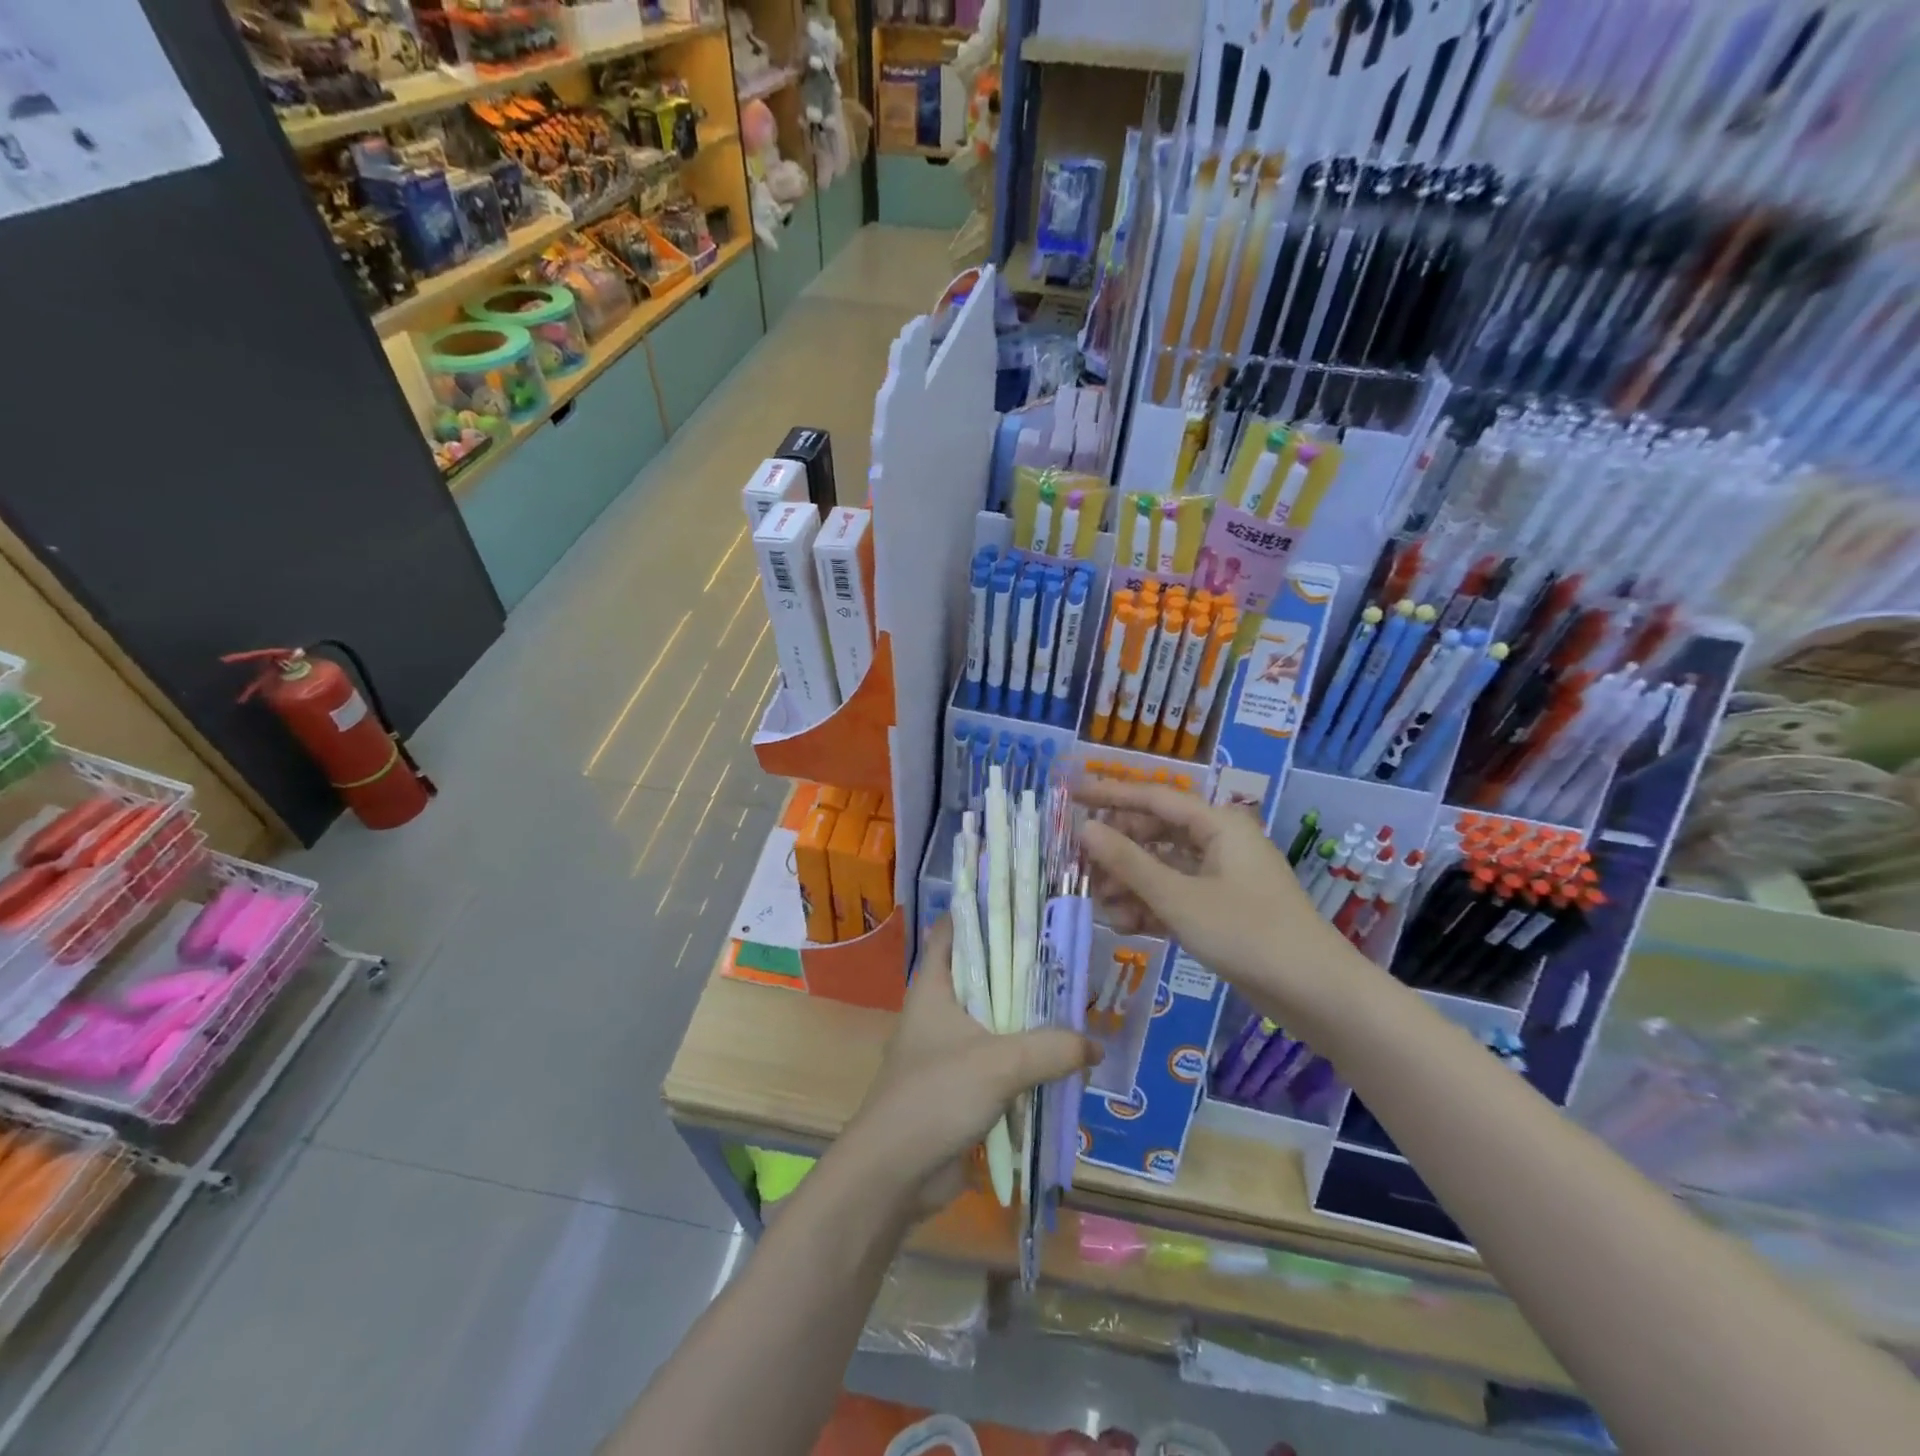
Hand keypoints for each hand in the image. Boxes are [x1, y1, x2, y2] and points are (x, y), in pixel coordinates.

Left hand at [849, 920, 1101, 1215]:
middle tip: (1068, 957)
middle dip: (1023, 968)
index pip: (954, 930)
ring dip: (1028, 1018)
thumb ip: (1051, 1049)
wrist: (896, 1173)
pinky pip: (1000, 1060)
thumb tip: (1094, 1045)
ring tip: (1074, 1003)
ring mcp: (949, 1048)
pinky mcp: (961, 1085)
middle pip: (983, 974)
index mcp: (934, 986)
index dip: (984, 912)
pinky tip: (1061, 1059)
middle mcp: (940, 1009)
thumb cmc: (936, 1096)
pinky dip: (1025, 1058)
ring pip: (995, 1019)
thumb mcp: (999, 1064)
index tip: (1026, 903)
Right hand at [1077, 780, 1355, 1010]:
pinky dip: (1151, 906)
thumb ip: (1128, 863)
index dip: (1110, 794)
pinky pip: (1177, 895)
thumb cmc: (1248, 933)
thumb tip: (1084, 829)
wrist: (1317, 994)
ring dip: (1131, 884)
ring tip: (1101, 905)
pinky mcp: (1222, 909)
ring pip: (1163, 868)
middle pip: (1156, 833)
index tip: (1071, 796)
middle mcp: (1219, 842)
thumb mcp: (1179, 898)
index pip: (1153, 797)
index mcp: (1217, 824)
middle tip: (1081, 867)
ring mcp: (1222, 877)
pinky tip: (1125, 925)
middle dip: (1118, 851)